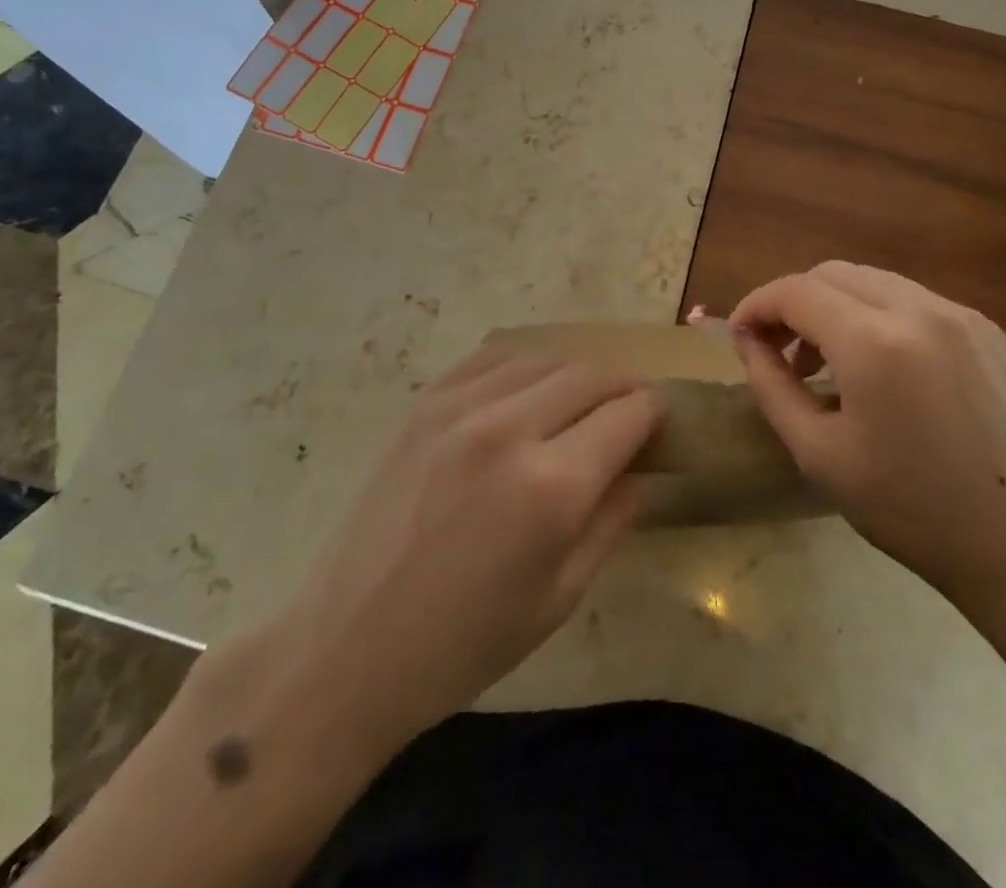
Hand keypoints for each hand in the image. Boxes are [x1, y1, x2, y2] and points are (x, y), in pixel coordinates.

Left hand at [261, 348, 661, 753]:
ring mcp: (460, 407)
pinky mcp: (425, 403)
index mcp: (552, 487)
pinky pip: (492, 358)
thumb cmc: (464, 643)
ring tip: (578, 406)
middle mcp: (510, 428)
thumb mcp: (559, 597)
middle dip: (621, 389)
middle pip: (591, 375)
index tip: (658, 426)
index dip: (654, 414)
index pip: (629, 413)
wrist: (347, 647)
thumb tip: (644, 471)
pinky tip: (527, 391)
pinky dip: (524, 366)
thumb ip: (612, 520)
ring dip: (575, 375)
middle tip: (626, 415)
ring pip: (545, 358)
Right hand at [729, 262, 1005, 608]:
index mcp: (874, 342)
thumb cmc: (912, 509)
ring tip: (825, 362)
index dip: (757, 304)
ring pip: (873, 282)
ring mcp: (959, 314)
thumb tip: (747, 341)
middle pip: (832, 274)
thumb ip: (771, 385)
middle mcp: (918, 309)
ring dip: (834, 306)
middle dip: (793, 302)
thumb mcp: (819, 453)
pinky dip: (876, 316)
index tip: (739, 334)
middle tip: (777, 350)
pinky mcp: (986, 329)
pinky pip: (912, 301)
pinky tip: (878, 367)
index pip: (796, 291)